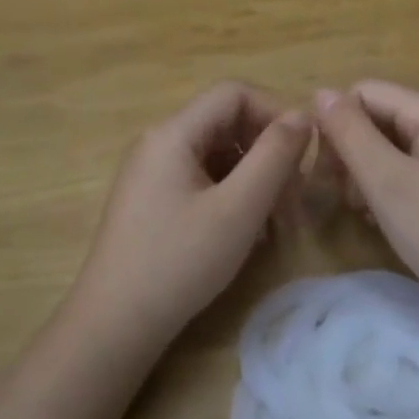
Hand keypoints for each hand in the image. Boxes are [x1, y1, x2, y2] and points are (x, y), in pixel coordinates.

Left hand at [73, 82, 309, 342]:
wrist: (114, 325)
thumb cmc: (180, 261)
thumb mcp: (238, 208)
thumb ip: (274, 156)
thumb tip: (302, 116)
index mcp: (173, 133)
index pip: (233, 93)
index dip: (275, 111)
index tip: (304, 152)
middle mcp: (159, 143)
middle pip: (227, 124)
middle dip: (268, 153)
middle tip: (296, 199)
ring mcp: (152, 173)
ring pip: (218, 156)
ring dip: (255, 179)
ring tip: (277, 223)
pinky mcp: (153, 201)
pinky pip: (203, 180)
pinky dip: (233, 196)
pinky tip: (249, 232)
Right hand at [313, 81, 418, 326]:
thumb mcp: (387, 180)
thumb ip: (350, 133)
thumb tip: (320, 92)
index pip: (366, 92)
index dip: (337, 122)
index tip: (323, 166)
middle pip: (378, 118)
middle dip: (350, 150)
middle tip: (336, 192)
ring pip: (389, 148)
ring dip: (364, 173)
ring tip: (359, 209)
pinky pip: (406, 172)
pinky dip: (386, 190)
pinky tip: (379, 219)